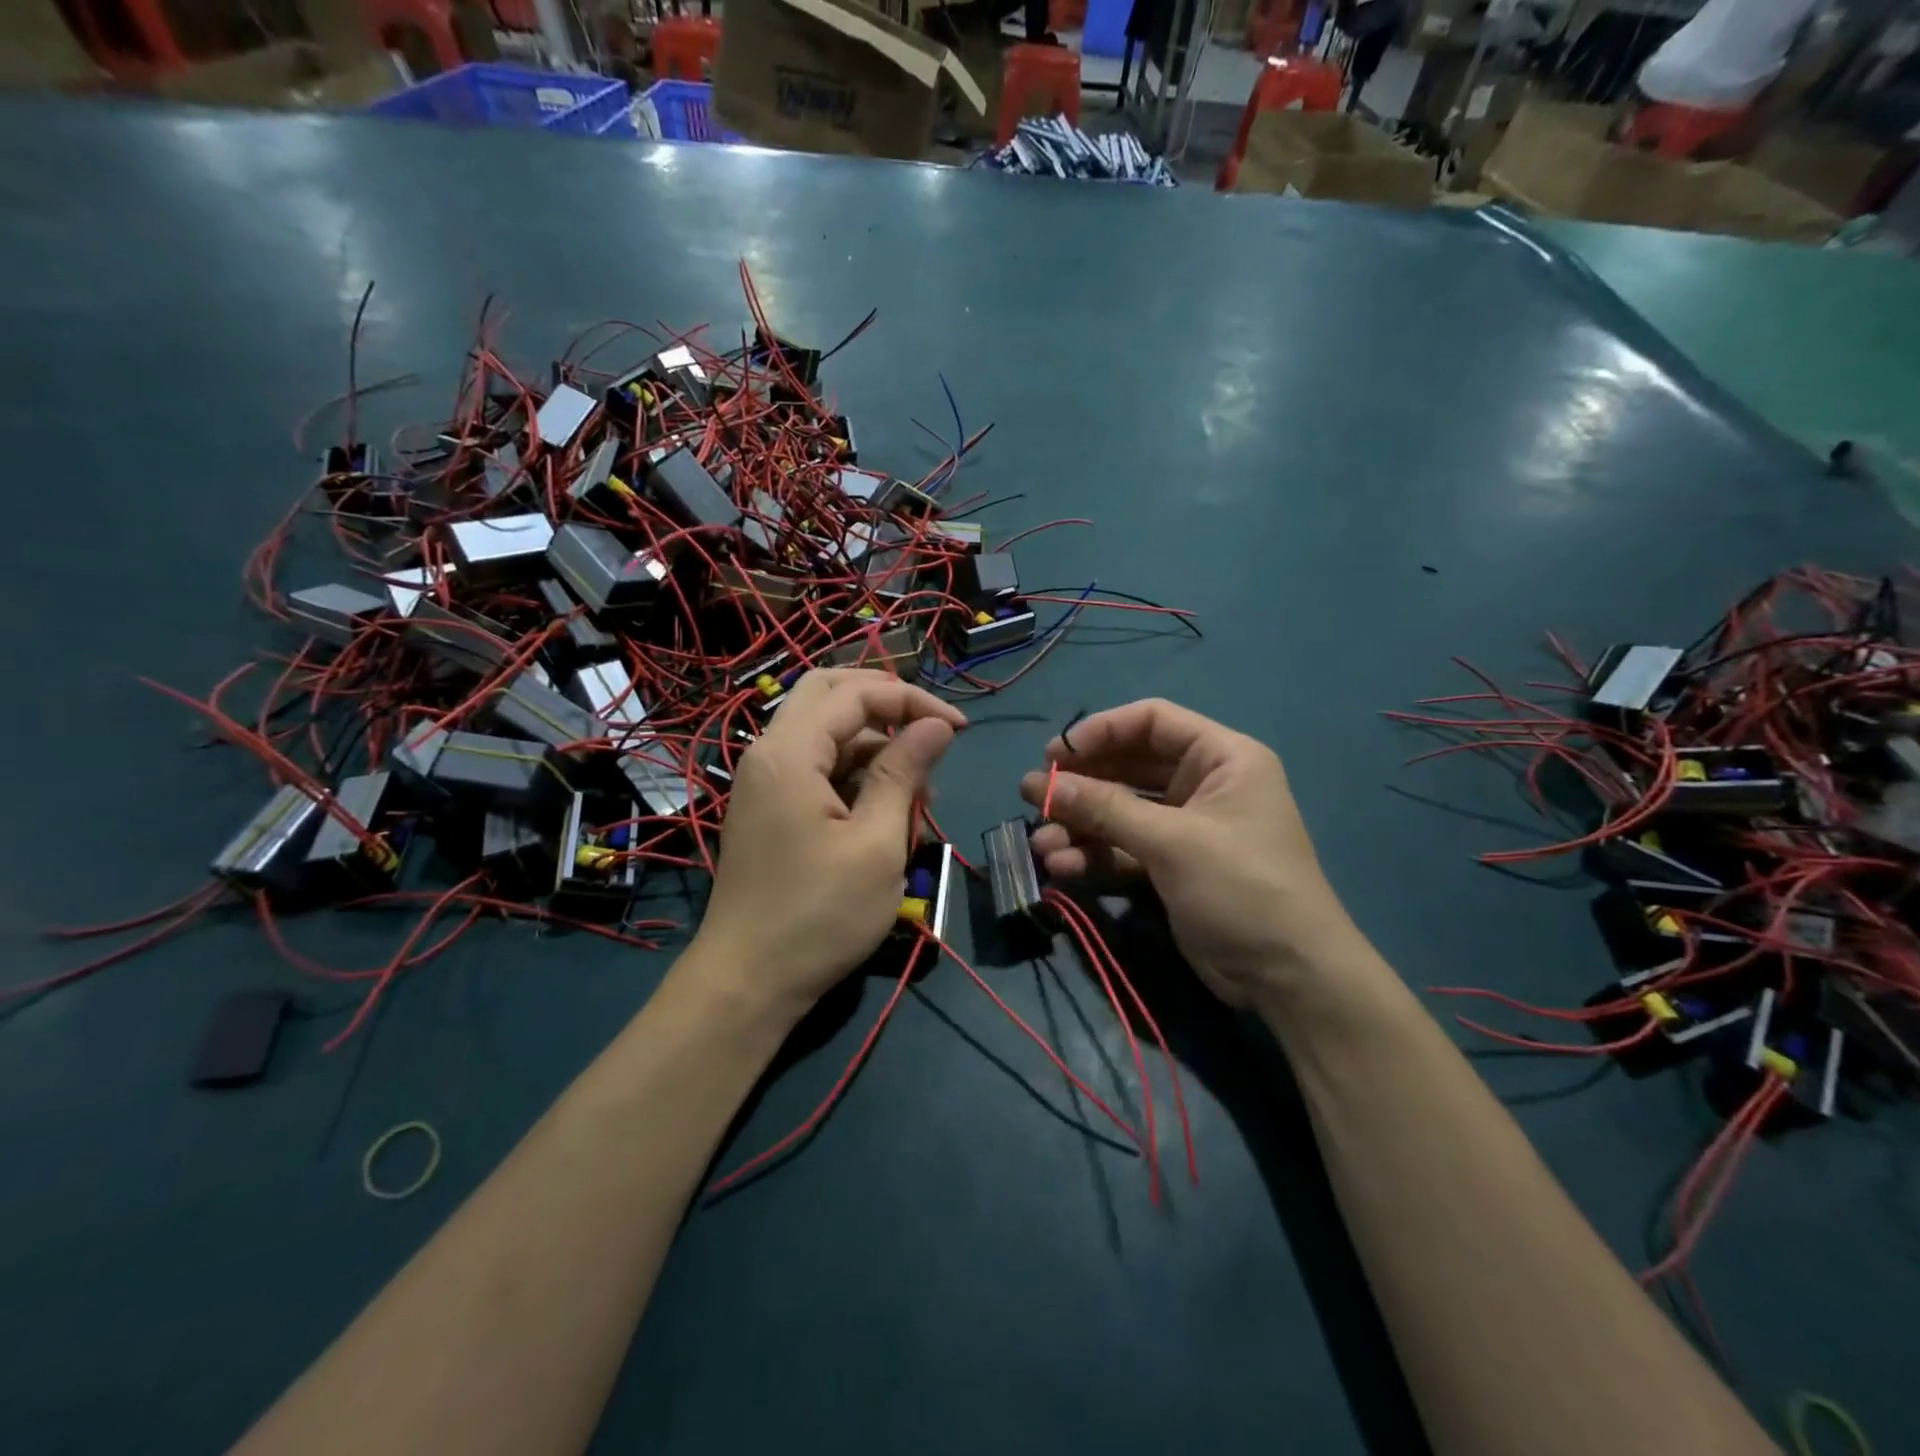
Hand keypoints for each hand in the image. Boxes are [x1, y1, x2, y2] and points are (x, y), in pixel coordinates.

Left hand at [696, 669, 963, 1017]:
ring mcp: (766, 781)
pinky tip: (888, 807)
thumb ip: (904, 773)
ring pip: (824, 731)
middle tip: (932, 728)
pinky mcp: (771, 807)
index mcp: (789, 753)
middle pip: (829, 694)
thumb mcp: (876, 844)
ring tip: (920, 788)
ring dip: (874, 742)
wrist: (748, 982)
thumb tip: (937, 724)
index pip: (856, 694)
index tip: (959, 729)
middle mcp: (769, 753)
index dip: (913, 700)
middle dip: (886, 702)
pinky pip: (816, 765)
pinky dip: (855, 771)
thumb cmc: (819, 916)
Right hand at [1020, 699, 1359, 1007]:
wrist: (1289, 978)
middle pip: (1129, 767)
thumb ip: (1105, 809)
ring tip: (1042, 845)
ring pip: (1120, 812)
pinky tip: (1063, 869)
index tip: (1055, 755)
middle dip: (1082, 785)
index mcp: (1221, 758)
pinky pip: (1123, 849)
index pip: (1152, 721)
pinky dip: (1095, 856)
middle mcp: (1202, 785)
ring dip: (1080, 826)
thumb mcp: (1172, 842)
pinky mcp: (1171, 867)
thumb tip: (1039, 784)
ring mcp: (1185, 828)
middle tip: (1034, 797)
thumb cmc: (1241, 887)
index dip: (1101, 731)